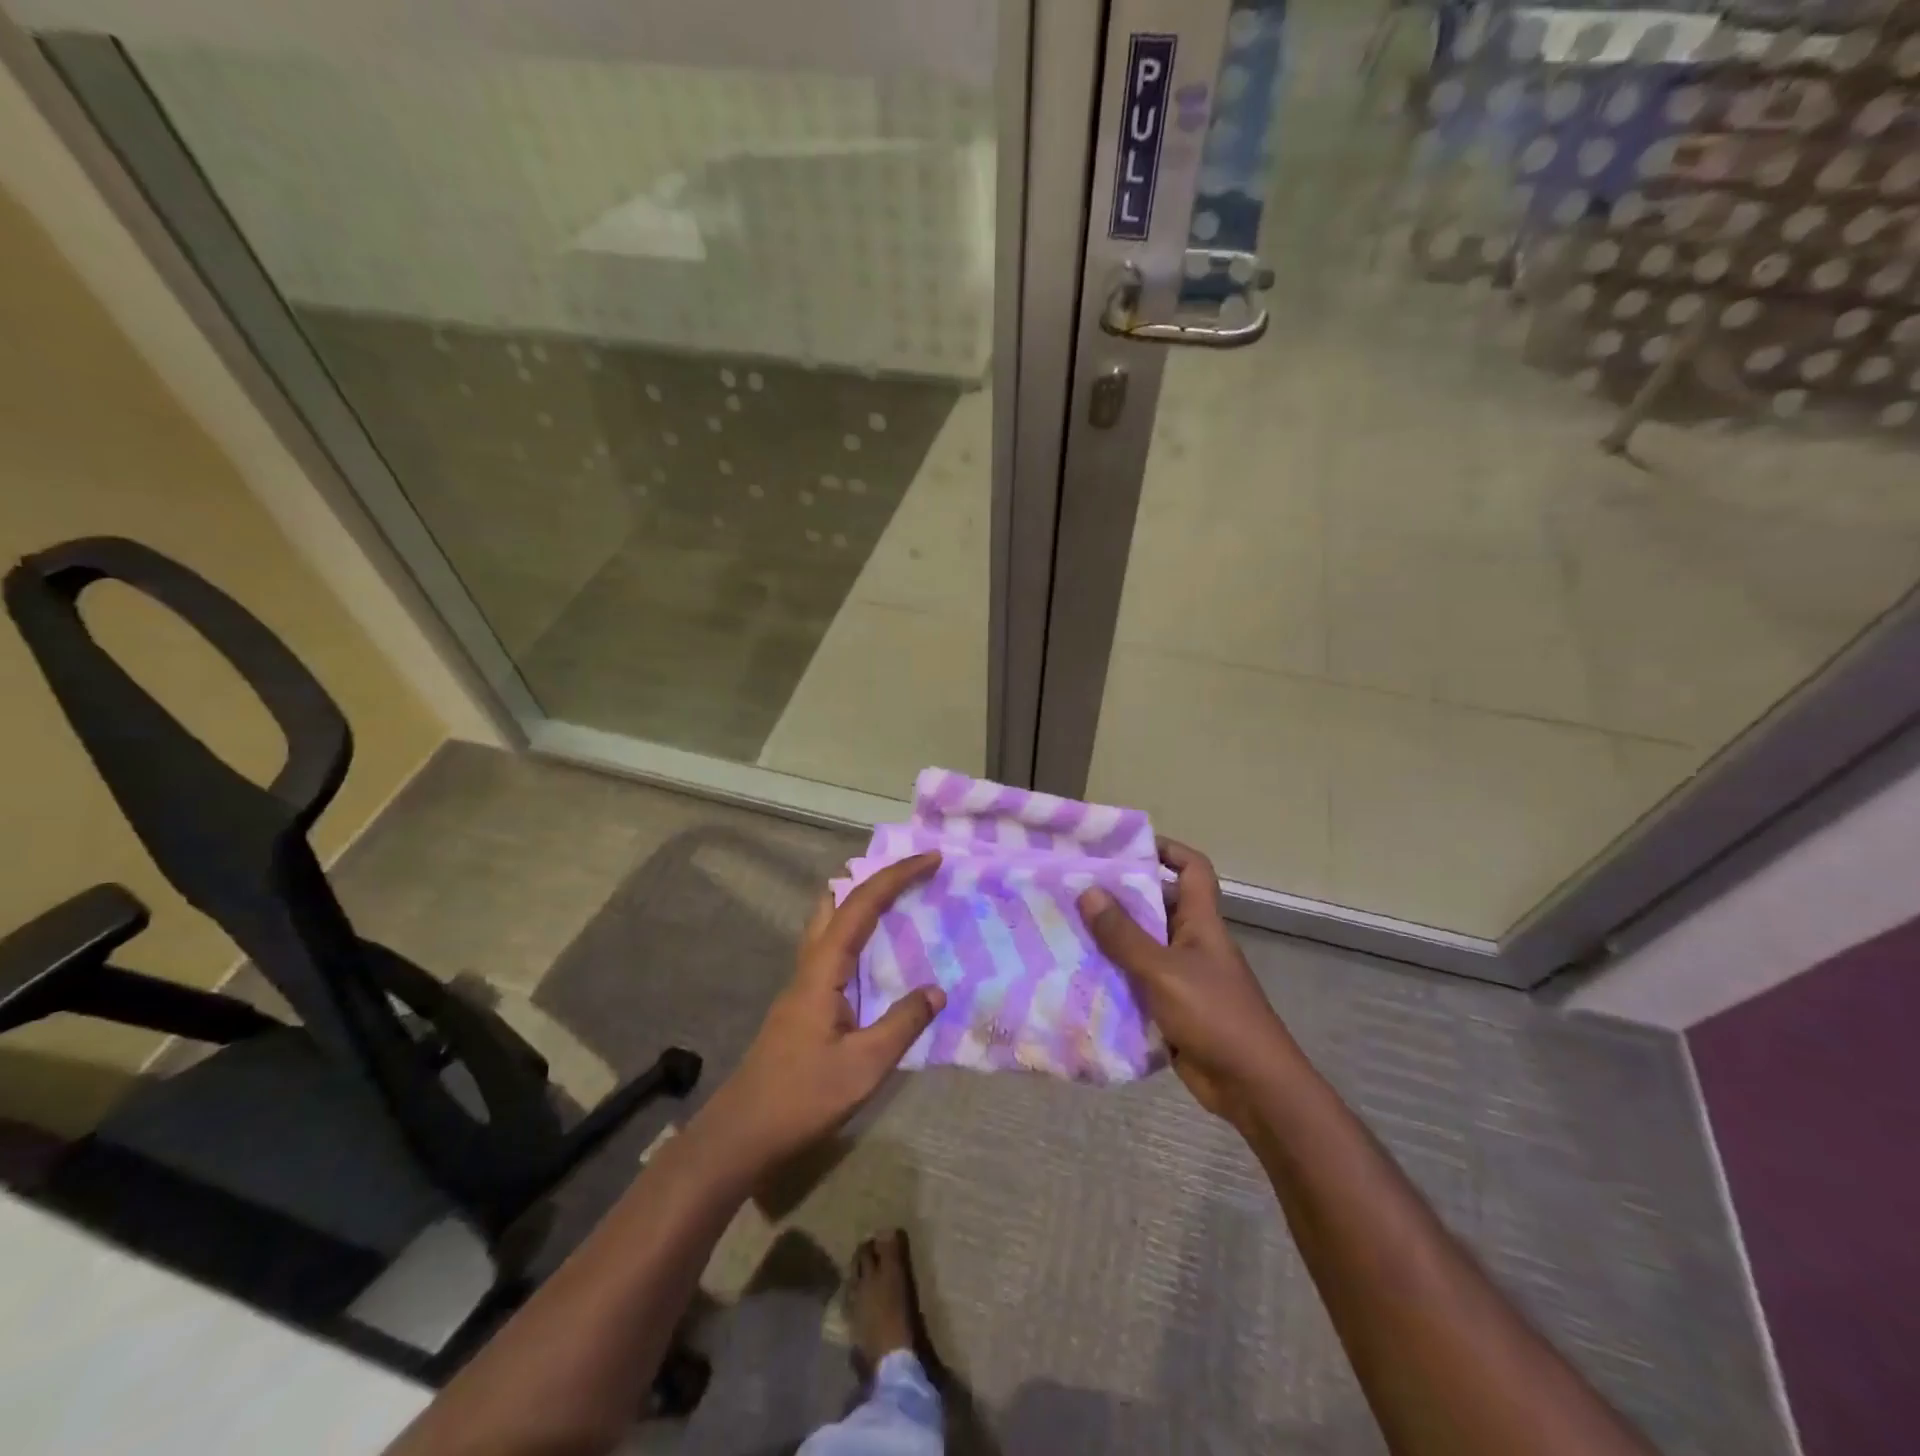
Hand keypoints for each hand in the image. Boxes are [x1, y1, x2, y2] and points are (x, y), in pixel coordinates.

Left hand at [697, 853, 946, 1175]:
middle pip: (839, 901)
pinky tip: (878, 957)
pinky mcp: (804, 1003)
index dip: (897, 876)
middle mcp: (810, 965)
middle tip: (913, 874)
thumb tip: (936, 991)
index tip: (932, 859)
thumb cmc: (802, 1097)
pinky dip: (859, 934)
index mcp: (823, 969)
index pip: (862, 905)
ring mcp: (803, 983)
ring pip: (831, 923)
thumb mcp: (864, 1066)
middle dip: (876, 878)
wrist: (743, 1132)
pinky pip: (835, 949)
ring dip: (863, 903)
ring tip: (902, 903)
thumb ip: (903, 1023)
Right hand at [1077, 841, 1295, 1124]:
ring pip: (1142, 945)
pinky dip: (1114, 977)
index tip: (1124, 847)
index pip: (1192, 868)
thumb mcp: (1163, 970)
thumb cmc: (1214, 1015)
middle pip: (1157, 905)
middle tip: (1075, 888)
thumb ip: (1124, 935)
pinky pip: (1137, 982)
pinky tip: (1080, 975)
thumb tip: (1088, 891)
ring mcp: (1183, 976)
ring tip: (1066, 927)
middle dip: (1120, 896)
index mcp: (1201, 922)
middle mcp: (1192, 942)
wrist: (1252, 1086)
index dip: (1166, 849)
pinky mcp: (1172, 1007)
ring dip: (1111, 939)